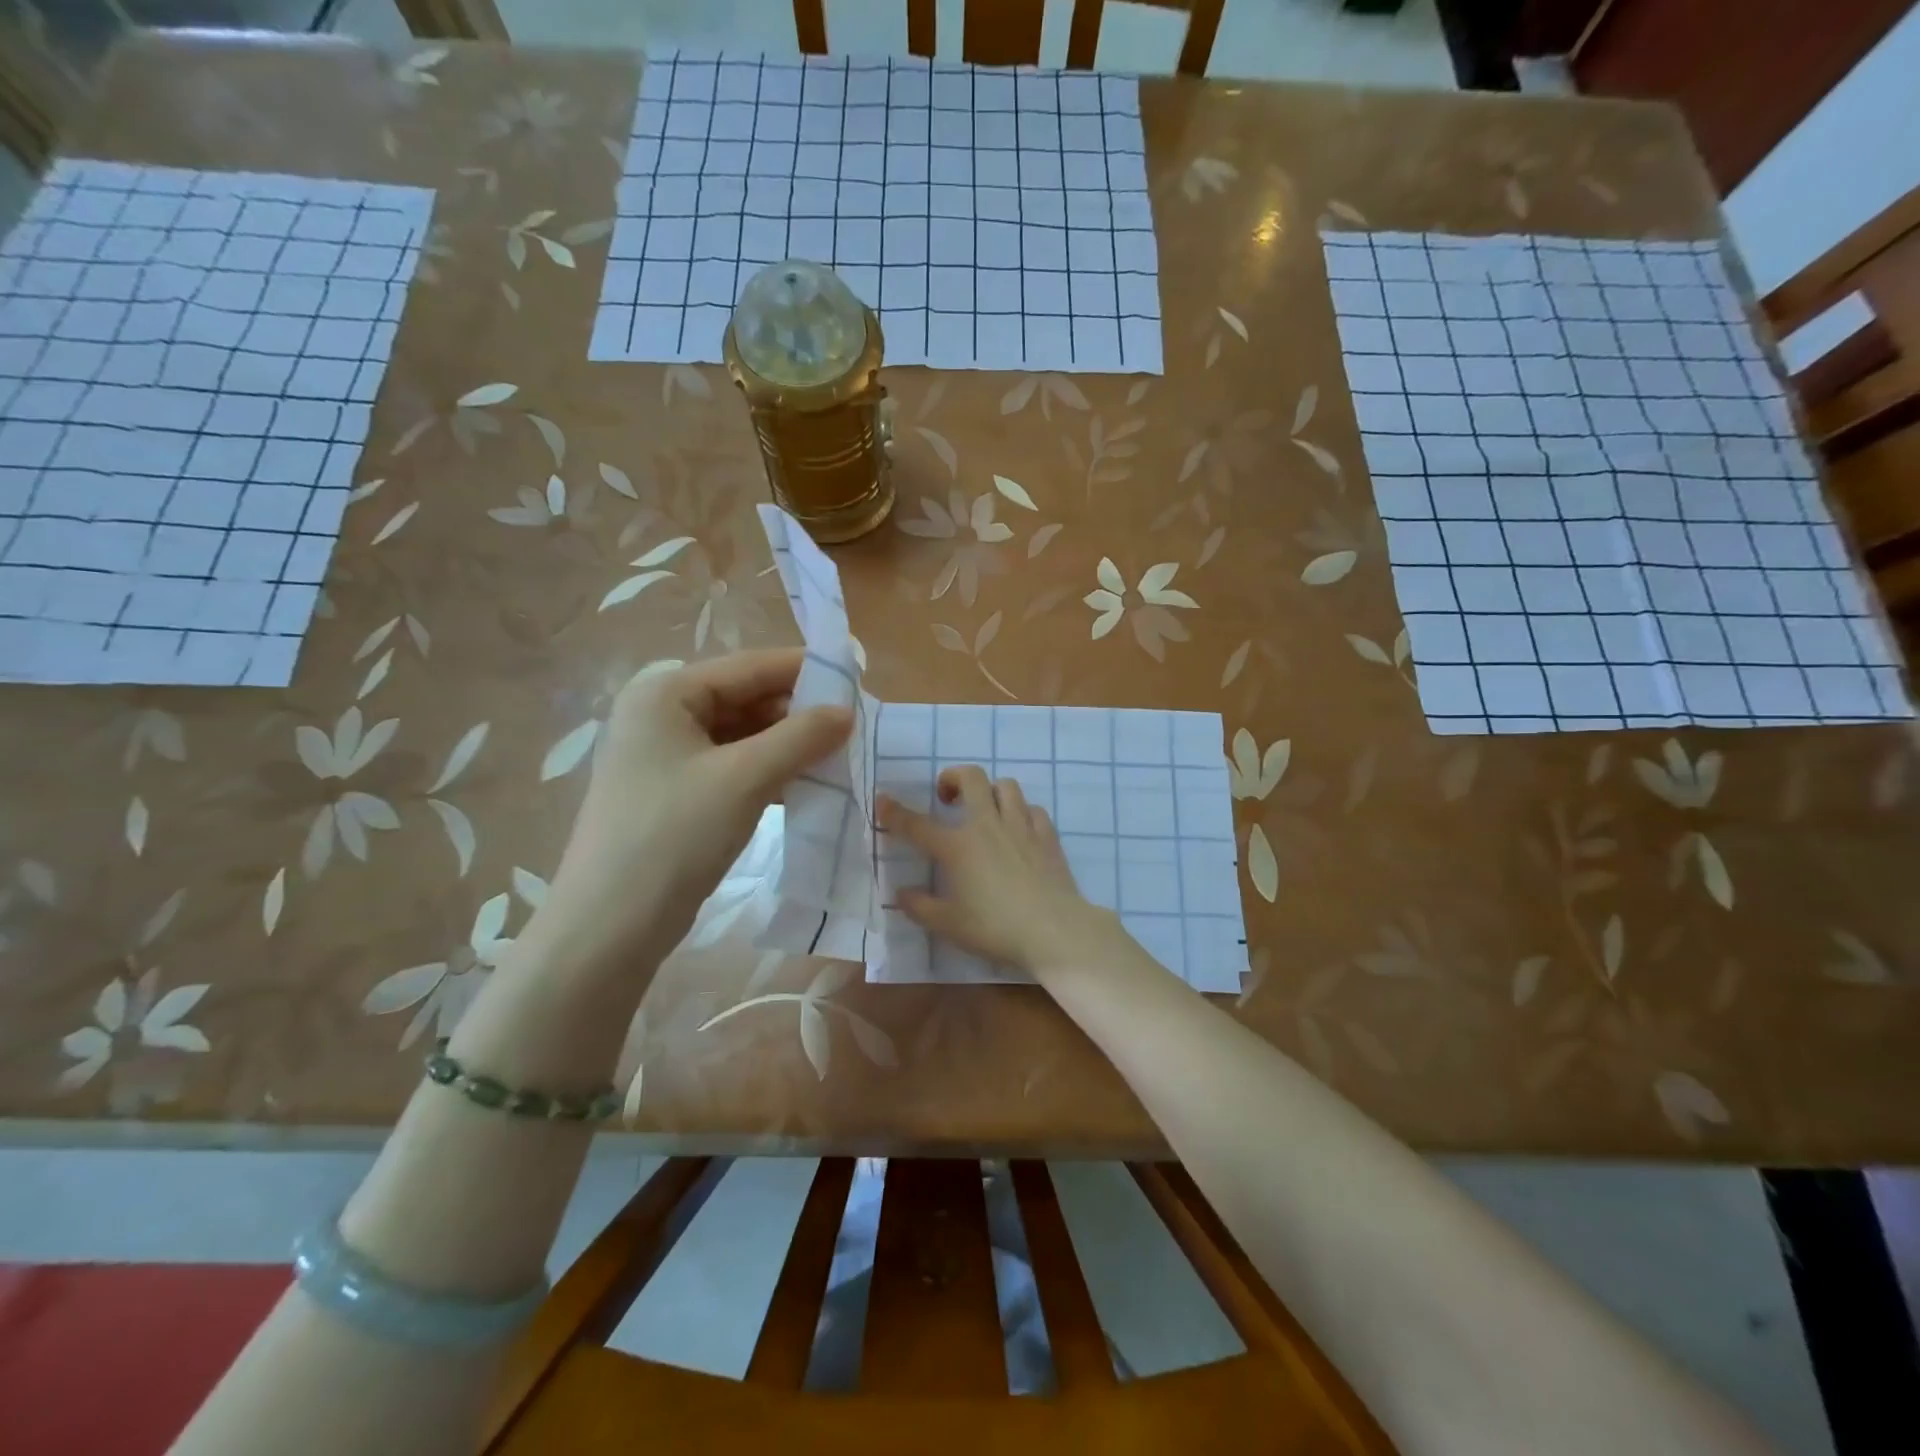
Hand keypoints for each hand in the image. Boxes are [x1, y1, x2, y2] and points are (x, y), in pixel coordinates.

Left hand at [535, 649, 851, 971]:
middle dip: (798, 713)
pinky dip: (769, 772)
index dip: (804, 670)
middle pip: (745, 699)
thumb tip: (848, 712)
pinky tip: (806, 785)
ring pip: (743, 737)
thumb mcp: (744, 779)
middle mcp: (662, 715)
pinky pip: (733, 768)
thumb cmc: (673, 836)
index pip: (749, 666)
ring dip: (788, 746)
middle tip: (854, 727)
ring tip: (839, 756)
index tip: (856, 679)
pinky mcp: (676, 794)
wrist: (610, 926)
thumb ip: (800, 737)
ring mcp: (667, 757)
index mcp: (666, 694)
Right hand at [877, 765, 1115, 976]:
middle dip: (953, 777)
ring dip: (990, 790)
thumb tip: (901, 894)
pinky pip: (1033, 809)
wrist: (1053, 930)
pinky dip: (1022, 812)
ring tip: (985, 809)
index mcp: (958, 847)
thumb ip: (920, 907)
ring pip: (1006, 785)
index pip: (917, 824)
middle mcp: (987, 826)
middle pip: (970, 778)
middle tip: (947, 796)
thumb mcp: (949, 925)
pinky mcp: (1047, 835)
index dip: (895, 812)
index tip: (882, 801)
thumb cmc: (995, 928)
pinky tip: (1019, 829)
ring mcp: (1020, 826)